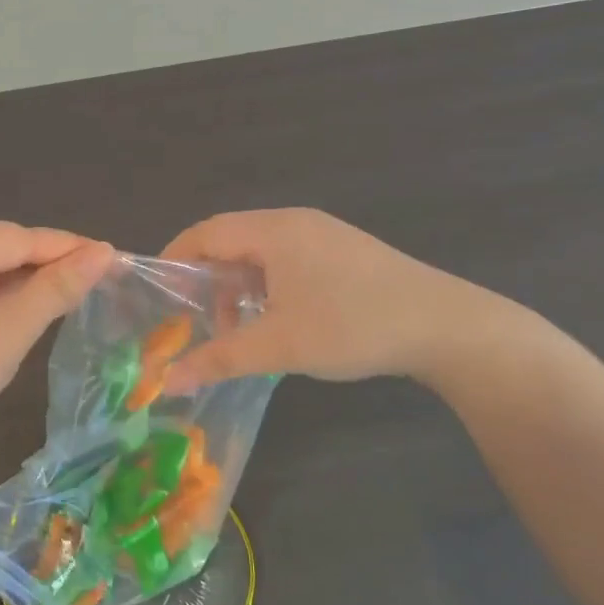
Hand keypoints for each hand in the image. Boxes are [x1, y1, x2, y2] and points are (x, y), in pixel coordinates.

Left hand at [0, 222, 114, 468]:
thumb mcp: (7, 329)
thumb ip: (56, 288)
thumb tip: (104, 251)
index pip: (21, 237)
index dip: (71, 248)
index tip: (118, 260)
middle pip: (6, 251)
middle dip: (52, 267)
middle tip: (103, 283)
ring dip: (31, 288)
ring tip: (78, 298)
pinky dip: (8, 305)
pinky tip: (34, 317)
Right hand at [160, 209, 502, 392]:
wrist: (447, 327)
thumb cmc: (353, 326)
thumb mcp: (279, 345)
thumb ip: (219, 358)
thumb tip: (168, 382)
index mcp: (274, 231)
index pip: (205, 232)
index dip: (174, 259)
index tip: (156, 294)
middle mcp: (294, 222)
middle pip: (230, 240)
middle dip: (205, 278)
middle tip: (190, 317)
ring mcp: (322, 234)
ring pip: (259, 252)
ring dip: (237, 285)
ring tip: (233, 327)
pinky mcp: (343, 252)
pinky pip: (286, 260)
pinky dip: (266, 285)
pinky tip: (274, 320)